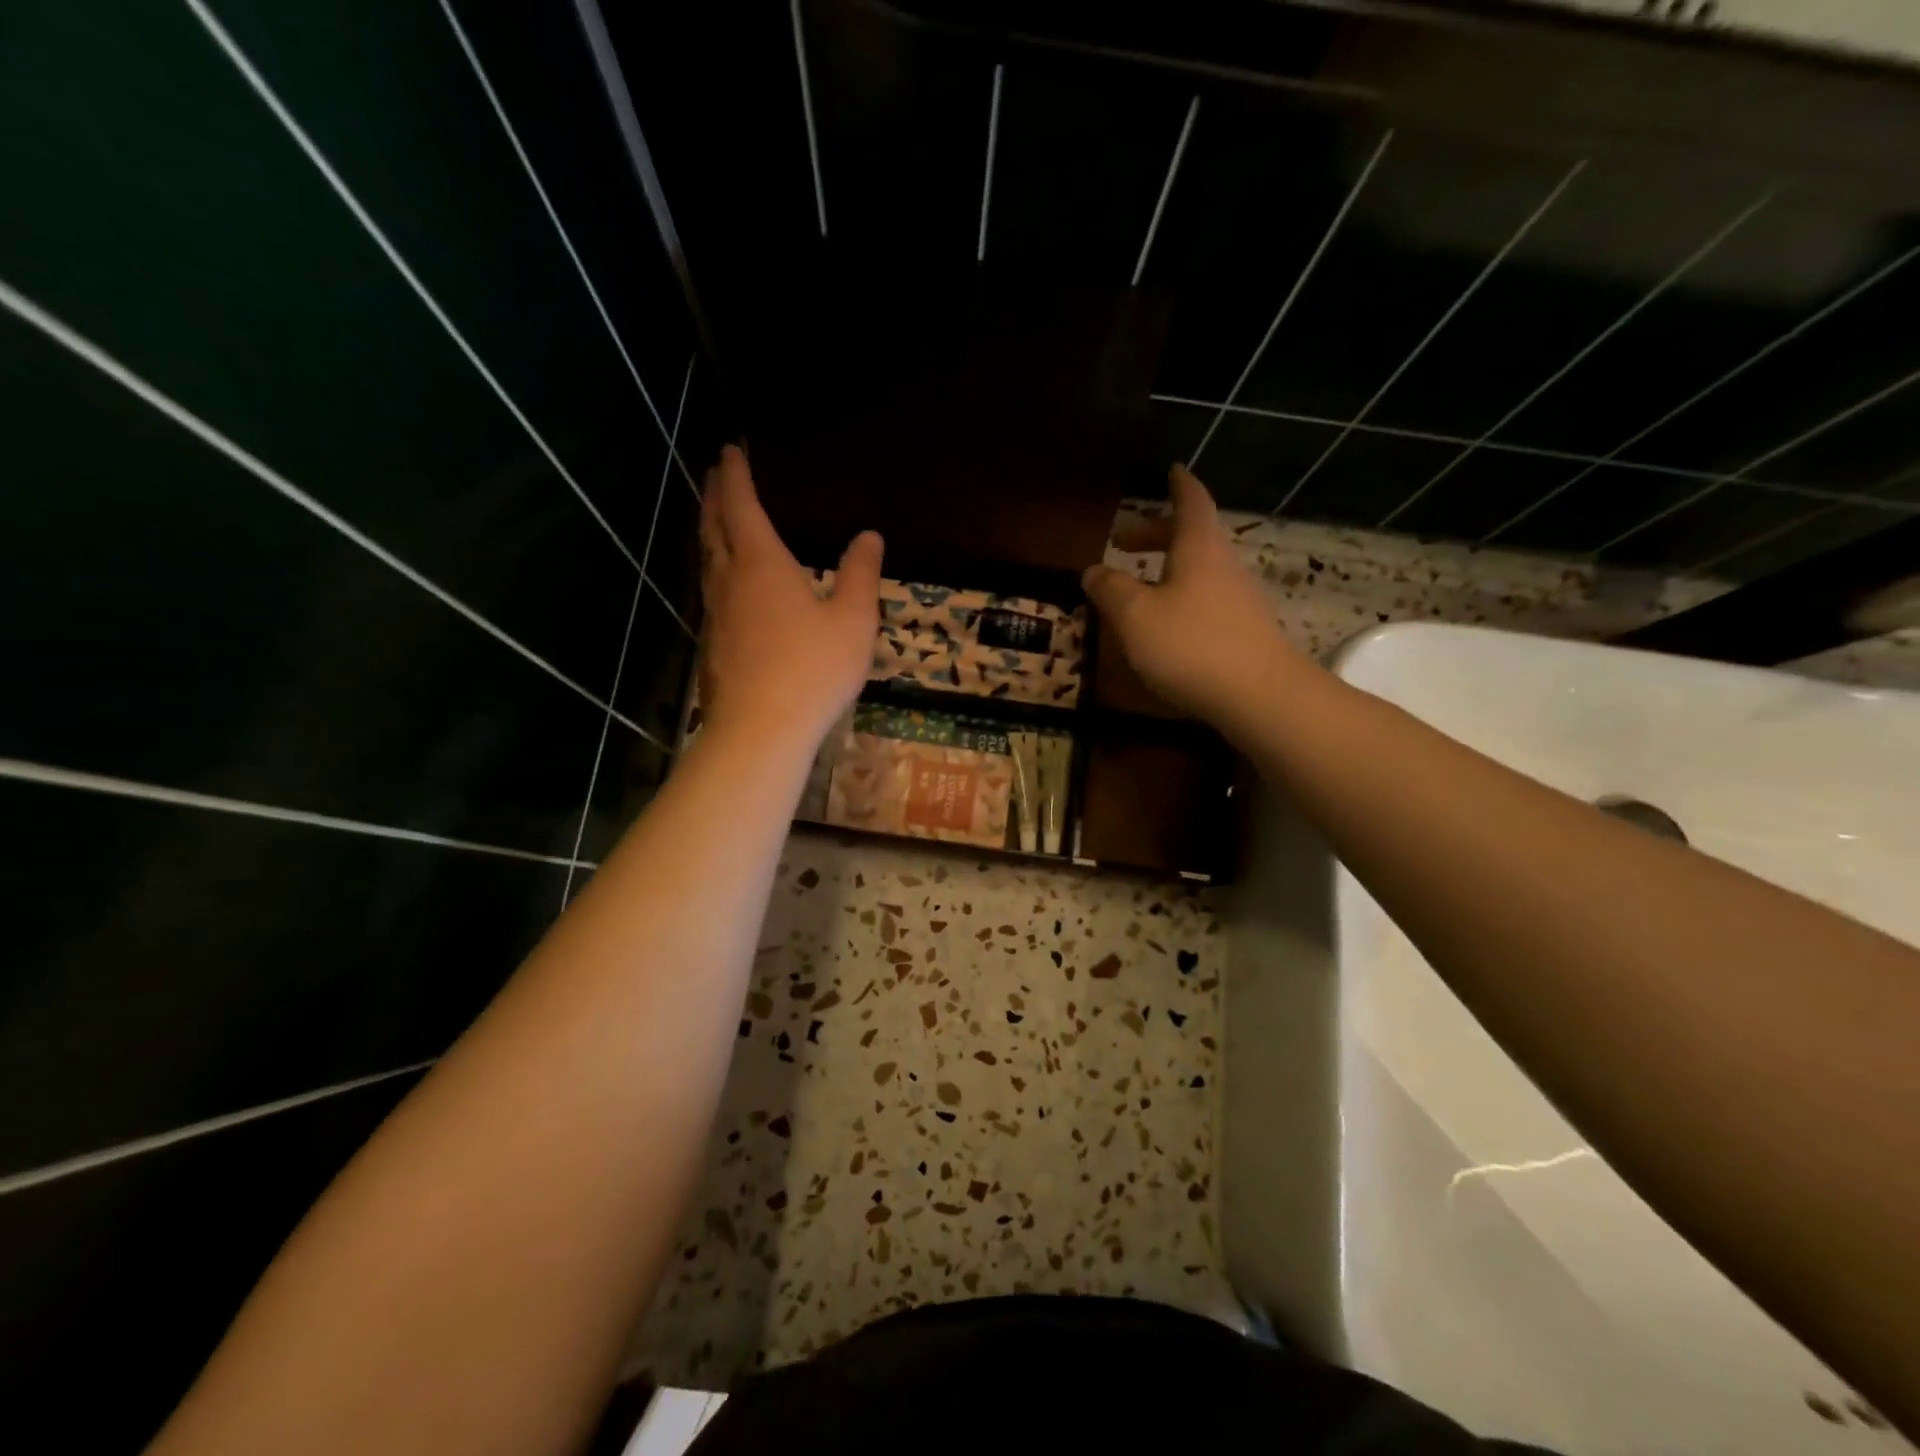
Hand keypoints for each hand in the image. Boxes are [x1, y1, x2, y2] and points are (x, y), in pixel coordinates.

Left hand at [697, 445, 882, 751]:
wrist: (759, 729)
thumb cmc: (813, 669)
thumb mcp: (853, 621)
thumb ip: (860, 575)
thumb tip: (868, 535)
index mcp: (762, 564)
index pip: (742, 507)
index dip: (736, 476)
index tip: (730, 450)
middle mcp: (730, 580)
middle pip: (714, 527)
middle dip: (715, 496)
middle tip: (716, 474)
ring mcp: (715, 614)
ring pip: (707, 560)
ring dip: (710, 532)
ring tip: (716, 520)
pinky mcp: (712, 645)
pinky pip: (711, 592)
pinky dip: (715, 570)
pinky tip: (728, 587)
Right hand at [1082, 464, 1299, 743]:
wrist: (1259, 696)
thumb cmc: (1190, 645)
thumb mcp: (1134, 616)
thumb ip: (1110, 589)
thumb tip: (1092, 570)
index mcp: (1198, 548)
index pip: (1191, 502)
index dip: (1178, 485)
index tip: (1170, 471)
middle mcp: (1223, 565)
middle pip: (1191, 535)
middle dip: (1156, 532)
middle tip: (1122, 541)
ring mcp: (1239, 599)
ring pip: (1199, 569)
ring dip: (1167, 568)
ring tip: (1137, 586)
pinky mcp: (1244, 631)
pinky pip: (1206, 599)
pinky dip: (1180, 596)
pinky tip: (1163, 624)